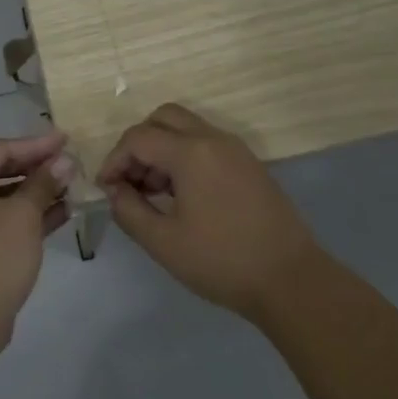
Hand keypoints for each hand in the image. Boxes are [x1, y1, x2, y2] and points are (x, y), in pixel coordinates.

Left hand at [0, 132, 74, 353]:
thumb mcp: (23, 216)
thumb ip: (43, 183)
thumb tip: (64, 161)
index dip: (35, 145)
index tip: (66, 140)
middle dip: (36, 168)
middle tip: (69, 163)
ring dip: (34, 193)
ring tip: (70, 187)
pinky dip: (23, 215)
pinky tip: (60, 212)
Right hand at [98, 104, 322, 321]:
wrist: (290, 279)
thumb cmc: (222, 261)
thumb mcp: (164, 242)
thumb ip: (129, 210)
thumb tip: (114, 190)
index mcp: (191, 152)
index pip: (138, 138)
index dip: (114, 160)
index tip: (106, 190)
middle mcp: (213, 139)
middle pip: (163, 118)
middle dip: (138, 144)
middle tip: (131, 181)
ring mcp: (235, 149)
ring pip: (186, 128)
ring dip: (162, 149)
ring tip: (154, 193)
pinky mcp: (248, 164)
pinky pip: (206, 143)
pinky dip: (184, 155)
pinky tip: (182, 195)